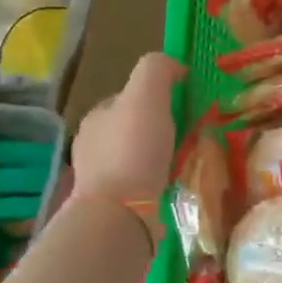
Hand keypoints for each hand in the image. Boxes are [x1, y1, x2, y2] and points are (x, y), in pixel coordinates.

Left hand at [71, 53, 185, 210]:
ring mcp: (100, 181)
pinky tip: (174, 187)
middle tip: (189, 136)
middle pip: (132, 129)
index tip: (182, 106)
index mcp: (96, 118)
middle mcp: (92, 147)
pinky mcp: (113, 208)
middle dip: (158, 130)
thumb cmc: (132, 150)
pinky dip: (157, 184)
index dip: (154, 97)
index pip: (127, 98)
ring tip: (187, 163)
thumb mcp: (146, 94)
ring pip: (136, 160)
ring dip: (158, 159)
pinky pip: (140, 188)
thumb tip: (175, 67)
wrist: (119, 215)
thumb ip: (157, 69)